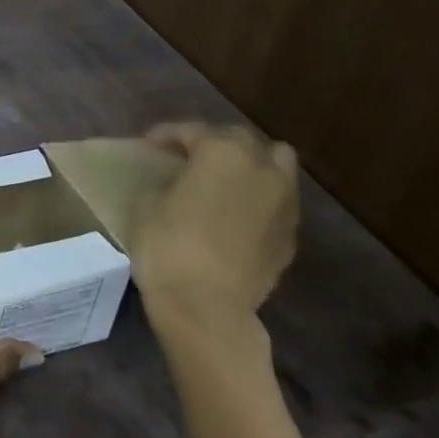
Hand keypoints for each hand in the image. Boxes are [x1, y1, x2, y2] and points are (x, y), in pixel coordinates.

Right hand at [128, 123, 299, 353]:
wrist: (206, 306)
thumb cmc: (167, 247)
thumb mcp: (147, 205)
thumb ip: (166, 182)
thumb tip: (175, 182)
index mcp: (222, 153)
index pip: (193, 130)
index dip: (168, 134)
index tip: (150, 142)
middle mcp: (261, 168)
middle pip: (242, 139)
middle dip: (215, 142)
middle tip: (189, 157)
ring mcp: (284, 202)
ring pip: (276, 164)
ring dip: (250, 165)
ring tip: (225, 180)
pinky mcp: (291, 235)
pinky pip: (277, 201)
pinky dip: (259, 198)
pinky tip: (236, 215)